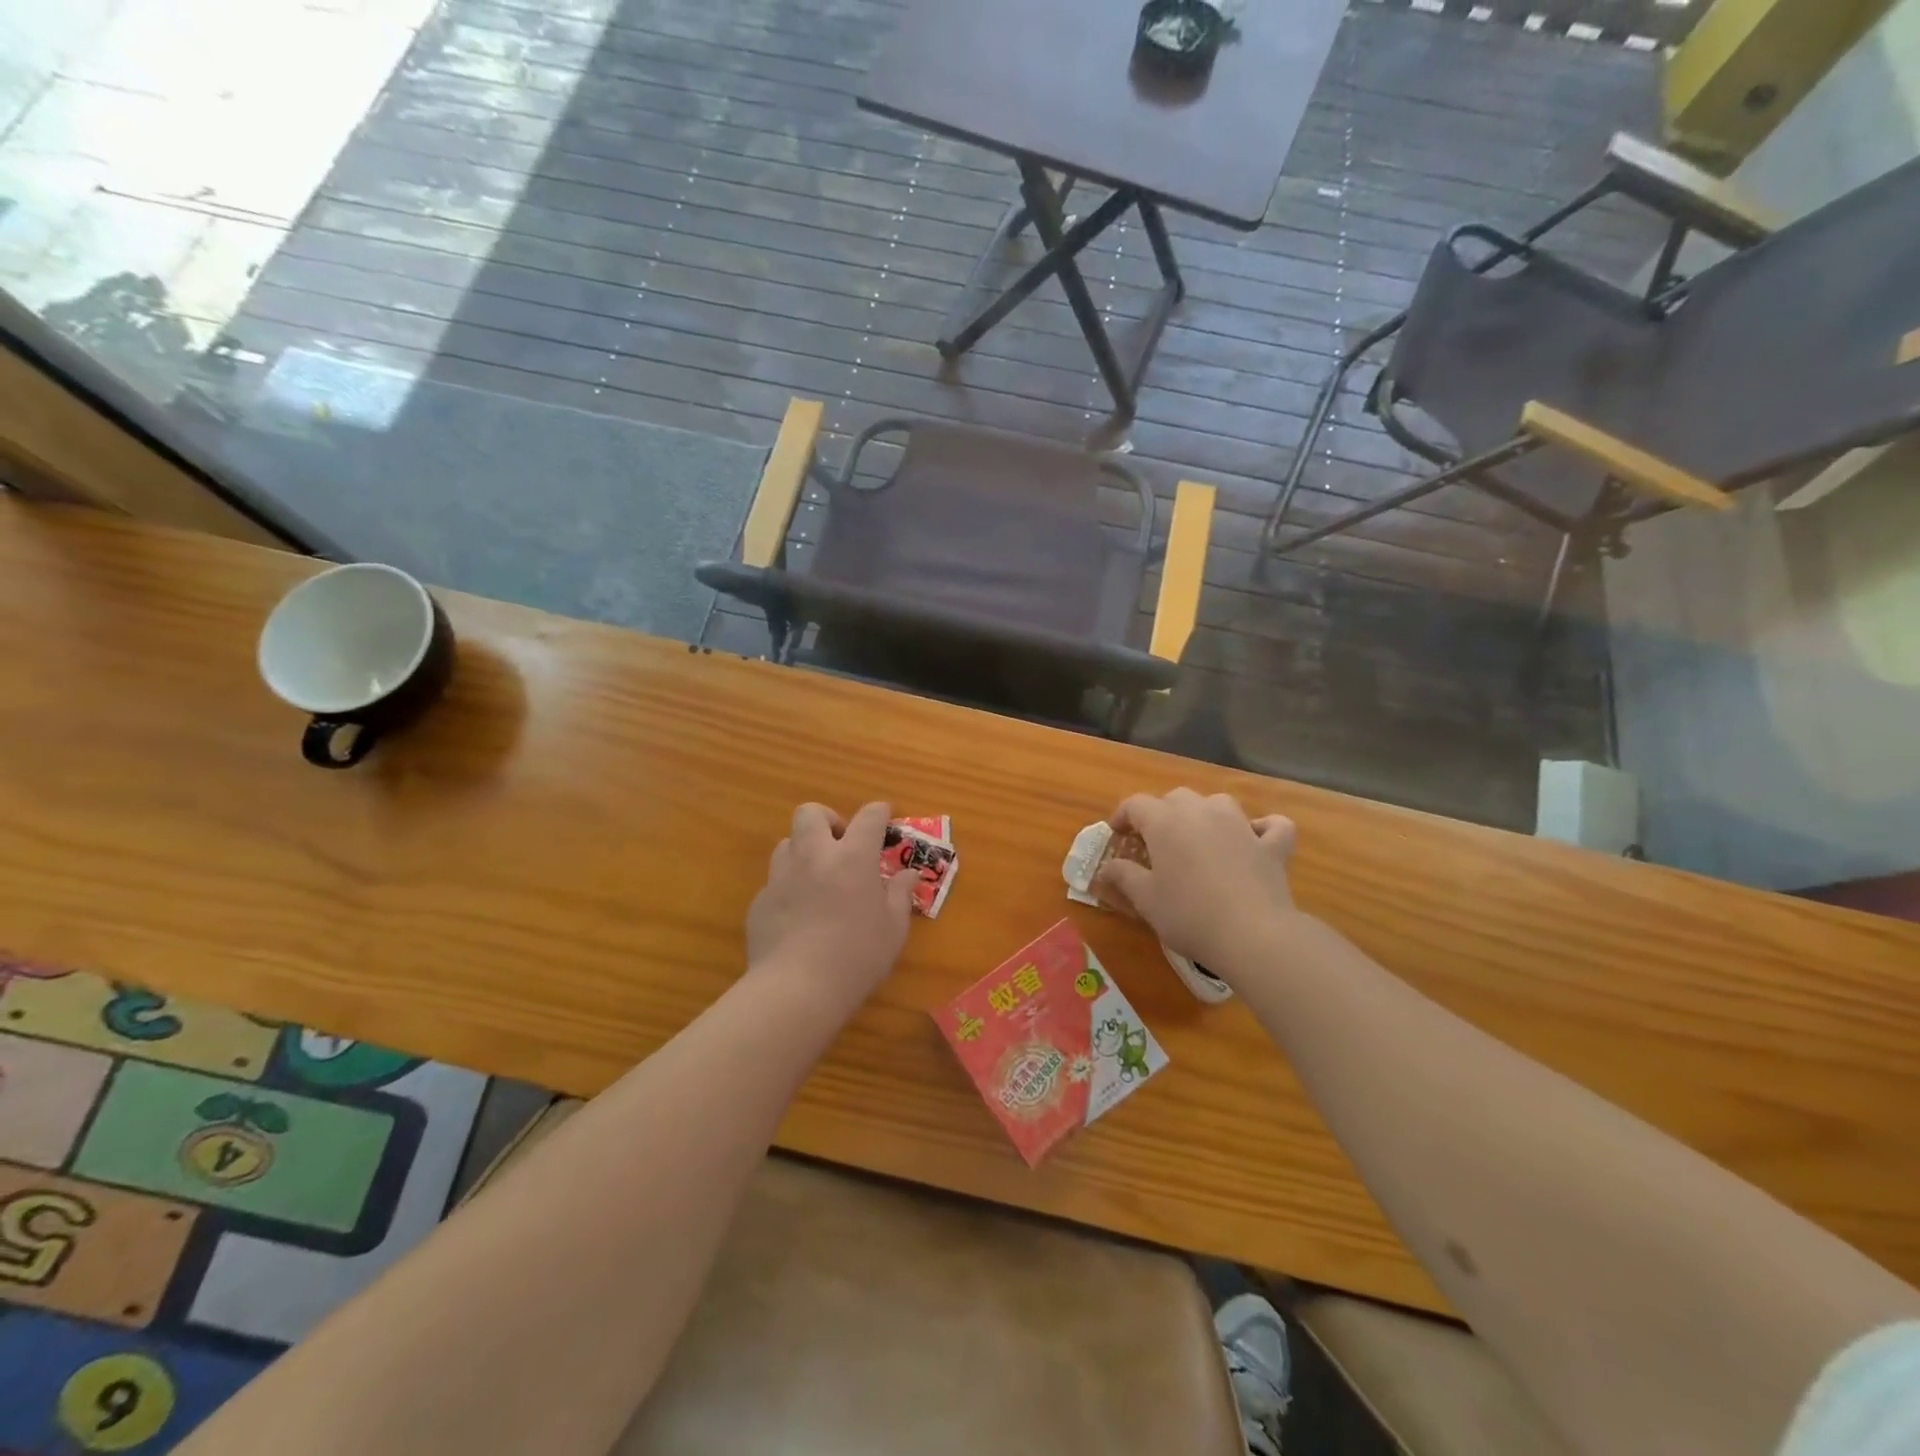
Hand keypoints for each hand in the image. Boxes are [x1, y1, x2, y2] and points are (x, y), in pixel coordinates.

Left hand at [747, 801, 914, 1008]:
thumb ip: (900, 894)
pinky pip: (775, 880)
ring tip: (819, 877)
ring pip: (787, 842)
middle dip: (828, 819)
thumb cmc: (856, 957)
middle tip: (842, 843)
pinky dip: (790, 886)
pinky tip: (799, 914)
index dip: (880, 811)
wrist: (795, 990)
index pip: (869, 817)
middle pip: (812, 813)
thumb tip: (908, 874)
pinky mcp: (760, 901)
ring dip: (805, 850)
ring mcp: (782, 877)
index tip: (885, 816)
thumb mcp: (893, 929)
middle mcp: (814, 856)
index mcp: (852, 858)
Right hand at [1093, 789, 1297, 979]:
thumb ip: (1124, 876)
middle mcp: (1202, 812)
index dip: (1123, 815)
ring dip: (1205, 813)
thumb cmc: (1188, 914)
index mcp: (1165, 821)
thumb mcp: (1145, 899)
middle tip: (1155, 840)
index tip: (1117, 833)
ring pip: (1218, 803)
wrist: (1252, 934)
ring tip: (1199, 836)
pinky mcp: (1272, 845)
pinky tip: (1255, 839)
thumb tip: (1108, 867)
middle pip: (1176, 797)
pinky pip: (1271, 825)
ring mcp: (1241, 824)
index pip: (1136, 804)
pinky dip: (1263, 828)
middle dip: (1162, 813)